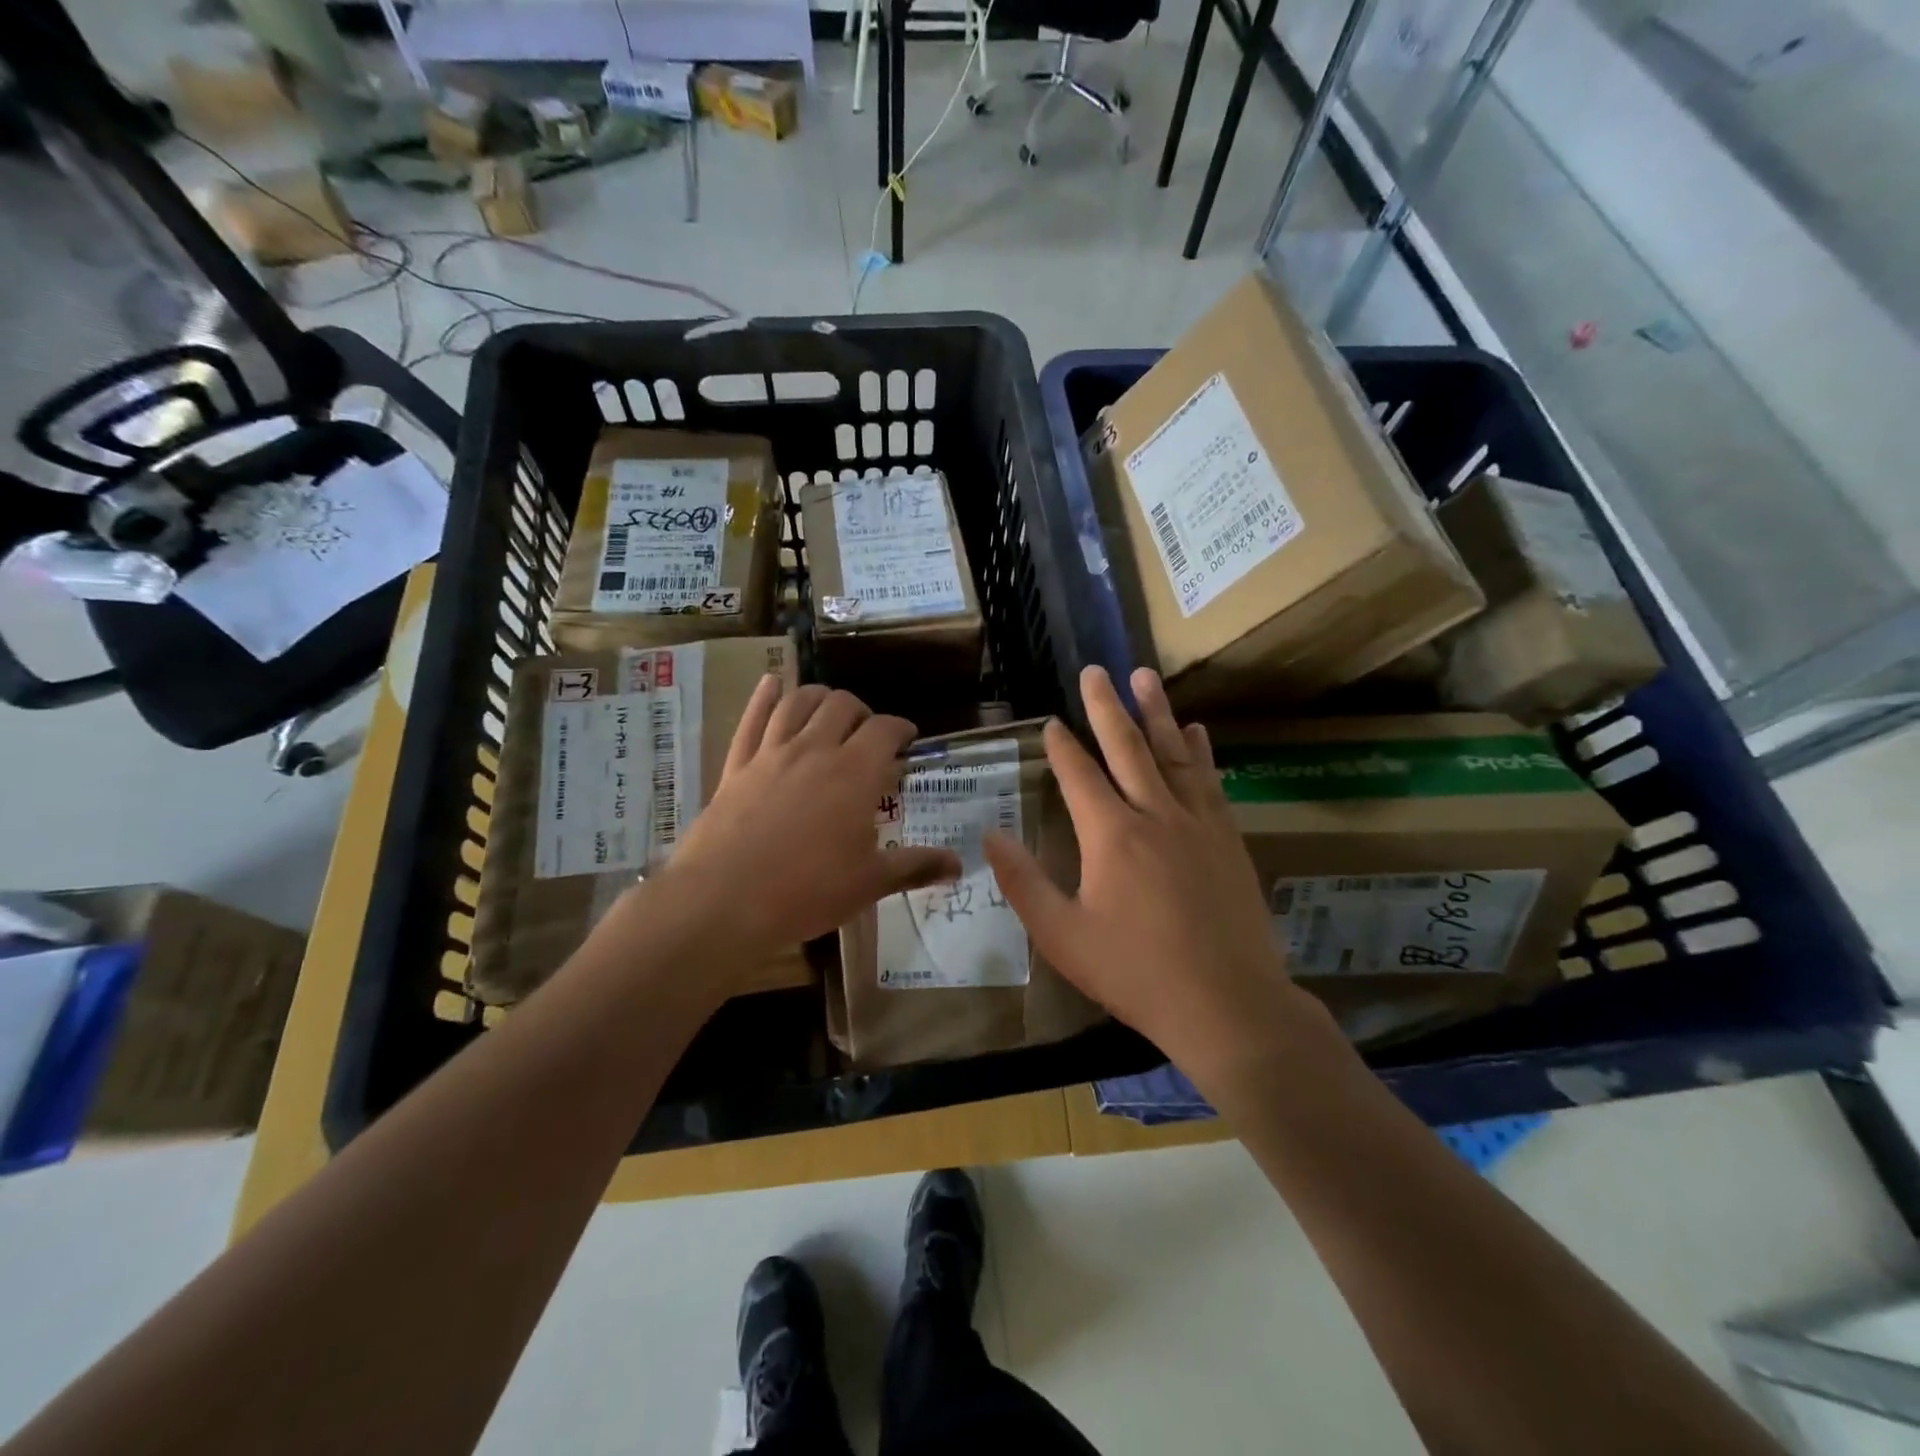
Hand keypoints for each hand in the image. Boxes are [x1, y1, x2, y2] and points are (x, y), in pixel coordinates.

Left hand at [634, 678, 961, 971]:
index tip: (907, 740)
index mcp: (855, 773)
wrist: (723, 900)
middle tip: (868, 733)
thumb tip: (958, 866)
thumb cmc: (806, 891)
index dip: (901, 729)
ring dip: (819, 697)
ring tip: (829, 709)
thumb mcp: (869, 883)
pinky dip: (764, 697)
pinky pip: (752, 719)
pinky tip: (771, 685)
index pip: (885, 730)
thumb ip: (915, 867)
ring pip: (799, 702)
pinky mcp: (737, 765)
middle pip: (842, 705)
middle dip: (862, 711)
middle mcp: (815, 750)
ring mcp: (771, 753)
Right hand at [984, 666, 1325, 1084]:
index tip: (1050, 721)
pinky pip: (1210, 780)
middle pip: (1126, 747)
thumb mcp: (1062, 936)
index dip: (1061, 746)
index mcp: (1110, 835)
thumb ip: (1023, 882)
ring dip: (1156, 712)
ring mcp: (1197, 822)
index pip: (1079, 775)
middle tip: (1095, 670)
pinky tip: (1197, 731)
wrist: (1228, 1004)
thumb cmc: (1135, 972)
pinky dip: (1200, 751)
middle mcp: (1154, 813)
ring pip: (1172, 752)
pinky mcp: (1227, 837)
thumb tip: (990, 836)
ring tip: (1144, 676)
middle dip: (1106, 707)